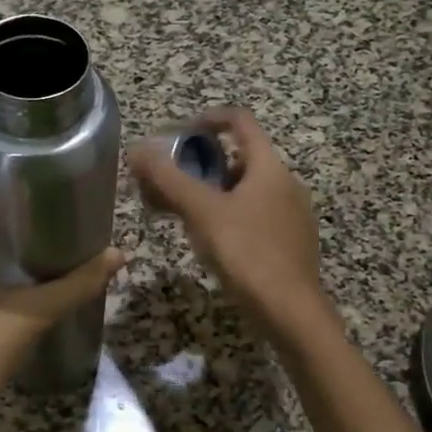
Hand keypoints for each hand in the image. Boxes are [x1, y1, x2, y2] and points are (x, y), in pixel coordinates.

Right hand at [127, 107, 326, 332]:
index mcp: (270, 167)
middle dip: (203, 165)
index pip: (240, 120)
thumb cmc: (247, 253)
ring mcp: (293, 215)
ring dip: (215, 193)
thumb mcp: (201, 212)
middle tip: (172, 184)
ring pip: (248, 190)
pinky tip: (212, 242)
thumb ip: (168, 179)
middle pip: (241, 158)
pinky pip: (257, 215)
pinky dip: (231, 216)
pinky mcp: (292, 243)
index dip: (208, 119)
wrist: (291, 313)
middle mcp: (287, 184)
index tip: (179, 134)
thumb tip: (138, 149)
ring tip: (184, 215)